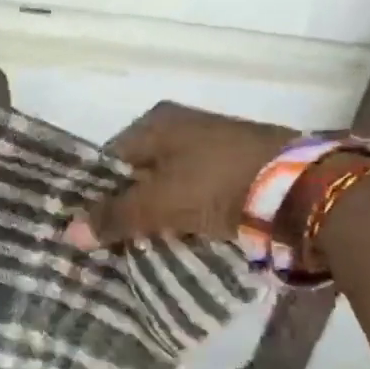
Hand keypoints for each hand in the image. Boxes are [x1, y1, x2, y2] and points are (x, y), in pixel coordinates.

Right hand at [66, 102, 291, 248]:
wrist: (301, 190)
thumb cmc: (215, 184)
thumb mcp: (157, 203)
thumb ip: (113, 217)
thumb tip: (68, 234)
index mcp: (157, 122)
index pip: (110, 159)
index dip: (97, 193)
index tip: (89, 226)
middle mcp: (183, 127)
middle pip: (140, 173)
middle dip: (127, 206)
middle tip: (112, 241)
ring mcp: (214, 148)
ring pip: (169, 187)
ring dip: (157, 214)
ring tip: (142, 246)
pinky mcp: (240, 170)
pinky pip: (198, 196)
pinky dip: (186, 216)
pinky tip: (179, 239)